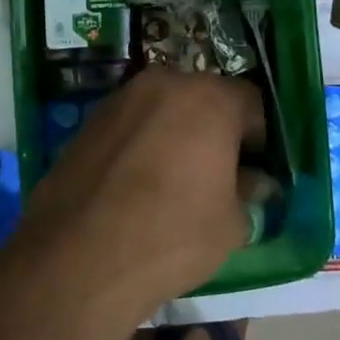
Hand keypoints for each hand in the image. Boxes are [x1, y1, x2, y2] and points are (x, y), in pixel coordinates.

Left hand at [6, 68, 264, 339]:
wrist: (78, 256)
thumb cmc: (171, 235)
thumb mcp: (230, 223)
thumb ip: (247, 191)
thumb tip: (254, 181)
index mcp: (209, 98)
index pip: (253, 105)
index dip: (261, 140)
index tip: (259, 172)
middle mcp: (165, 83)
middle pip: (205, 99)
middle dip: (218, 131)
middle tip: (221, 174)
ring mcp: (122, 98)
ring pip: (165, 108)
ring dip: (178, 133)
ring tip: (177, 180)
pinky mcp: (90, 120)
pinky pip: (133, 124)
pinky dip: (144, 142)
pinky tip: (140, 183)